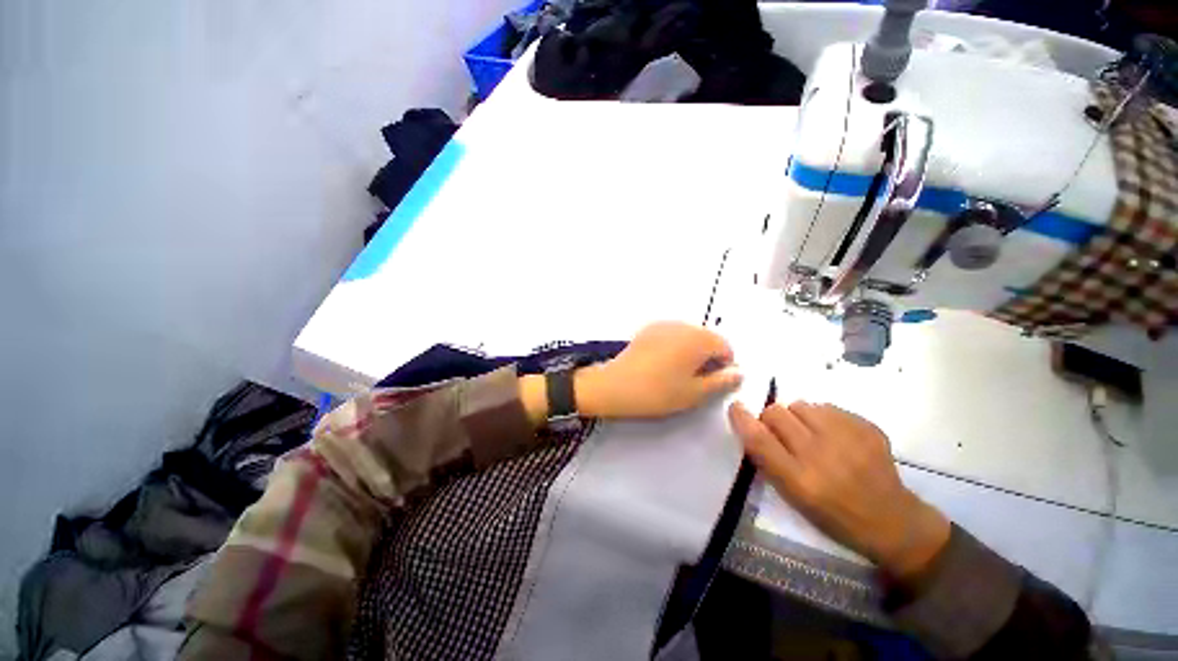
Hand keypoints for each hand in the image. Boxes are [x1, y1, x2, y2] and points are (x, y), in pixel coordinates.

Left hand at [575, 321, 742, 418]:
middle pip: (707, 338)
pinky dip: (674, 347)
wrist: (615, 385)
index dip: (725, 366)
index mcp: (698, 338)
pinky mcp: (648, 330)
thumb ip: (721, 381)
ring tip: (677, 374)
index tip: (712, 383)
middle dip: (707, 357)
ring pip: (688, 336)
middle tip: (694, 381)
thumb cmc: (658, 391)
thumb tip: (738, 372)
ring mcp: (663, 325)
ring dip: (691, 351)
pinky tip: (662, 365)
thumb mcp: (694, 393)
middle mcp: (683, 325)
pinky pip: (671, 335)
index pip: (725, 347)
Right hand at [728, 401, 949, 580]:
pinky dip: (822, 417)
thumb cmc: (834, 515)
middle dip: (772, 419)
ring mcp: (847, 438)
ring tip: (811, 434)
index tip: (736, 408)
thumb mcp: (793, 498)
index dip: (742, 418)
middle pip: (776, 413)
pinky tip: (834, 435)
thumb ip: (768, 460)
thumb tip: (750, 425)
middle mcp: (820, 455)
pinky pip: (827, 406)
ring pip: (800, 404)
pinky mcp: (867, 428)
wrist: (893, 521)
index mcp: (799, 480)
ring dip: (797, 416)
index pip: (759, 438)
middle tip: (783, 434)